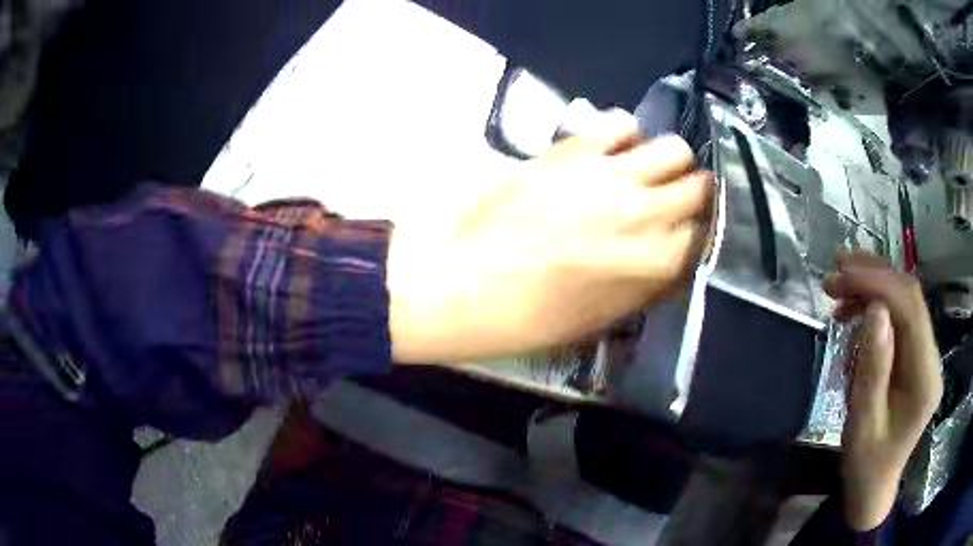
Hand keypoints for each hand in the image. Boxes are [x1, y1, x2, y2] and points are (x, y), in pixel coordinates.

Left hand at [388, 123, 712, 362]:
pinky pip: (620, 122)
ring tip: (646, 169)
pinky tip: (611, 150)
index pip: (706, 232)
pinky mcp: (574, 151)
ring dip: (666, 160)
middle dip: (692, 190)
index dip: (700, 228)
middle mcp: (646, 214)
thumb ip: (648, 282)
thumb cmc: (532, 316)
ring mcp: (610, 176)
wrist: (465, 285)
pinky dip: (625, 134)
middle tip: (673, 196)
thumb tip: (672, 255)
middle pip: (698, 185)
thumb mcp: (603, 317)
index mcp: (656, 264)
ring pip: (672, 147)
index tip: (691, 226)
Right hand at [824, 252, 942, 530]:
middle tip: (834, 273)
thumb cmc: (866, 464)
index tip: (841, 275)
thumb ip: (873, 369)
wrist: (874, 485)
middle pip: (910, 297)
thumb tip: (875, 310)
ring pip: (905, 300)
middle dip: (874, 277)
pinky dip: (875, 306)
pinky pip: (899, 317)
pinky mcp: (916, 355)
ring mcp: (926, 354)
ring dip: (872, 288)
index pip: (911, 310)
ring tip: (838, 291)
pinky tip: (854, 314)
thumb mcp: (862, 424)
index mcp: (925, 378)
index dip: (879, 283)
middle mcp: (932, 357)